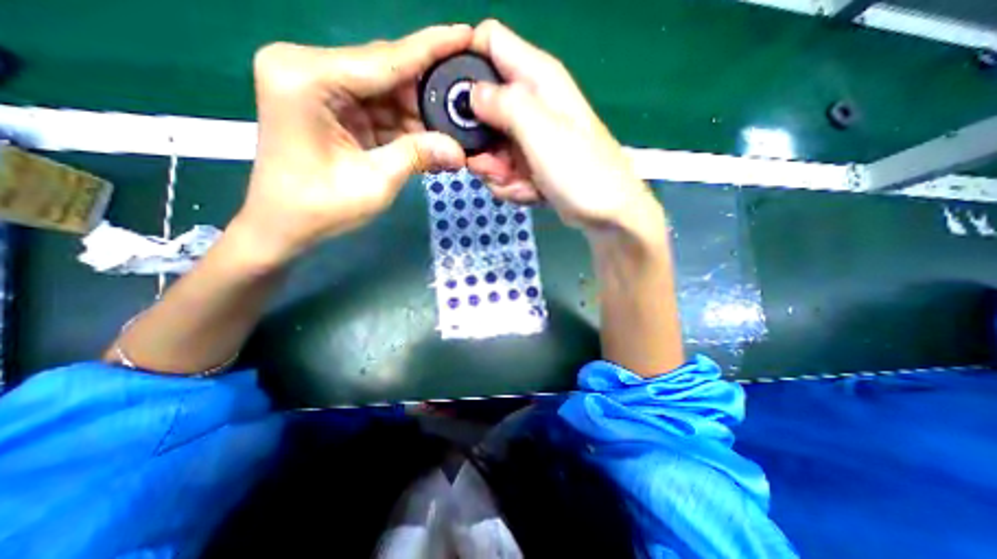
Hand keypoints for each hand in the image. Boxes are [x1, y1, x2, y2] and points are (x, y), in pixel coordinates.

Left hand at [231, 26, 471, 266]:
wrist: (283, 227)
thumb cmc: (319, 208)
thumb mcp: (374, 182)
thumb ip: (417, 156)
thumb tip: (460, 151)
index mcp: (308, 77)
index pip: (385, 59)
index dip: (431, 48)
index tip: (466, 34)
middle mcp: (309, 69)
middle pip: (387, 73)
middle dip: (429, 93)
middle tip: (469, 101)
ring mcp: (320, 87)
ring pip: (387, 93)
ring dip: (421, 115)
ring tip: (456, 129)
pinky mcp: (331, 107)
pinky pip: (379, 111)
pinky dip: (406, 127)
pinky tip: (432, 140)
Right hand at [465, 20, 659, 238]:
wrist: (605, 214)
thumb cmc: (580, 170)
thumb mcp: (541, 131)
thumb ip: (504, 104)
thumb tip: (472, 93)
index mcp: (537, 78)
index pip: (489, 42)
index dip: (465, 63)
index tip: (453, 102)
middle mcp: (531, 103)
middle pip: (482, 105)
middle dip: (480, 141)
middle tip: (495, 166)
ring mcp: (528, 137)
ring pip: (489, 145)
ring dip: (497, 171)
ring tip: (519, 183)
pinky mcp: (528, 162)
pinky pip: (503, 168)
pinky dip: (510, 185)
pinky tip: (529, 192)